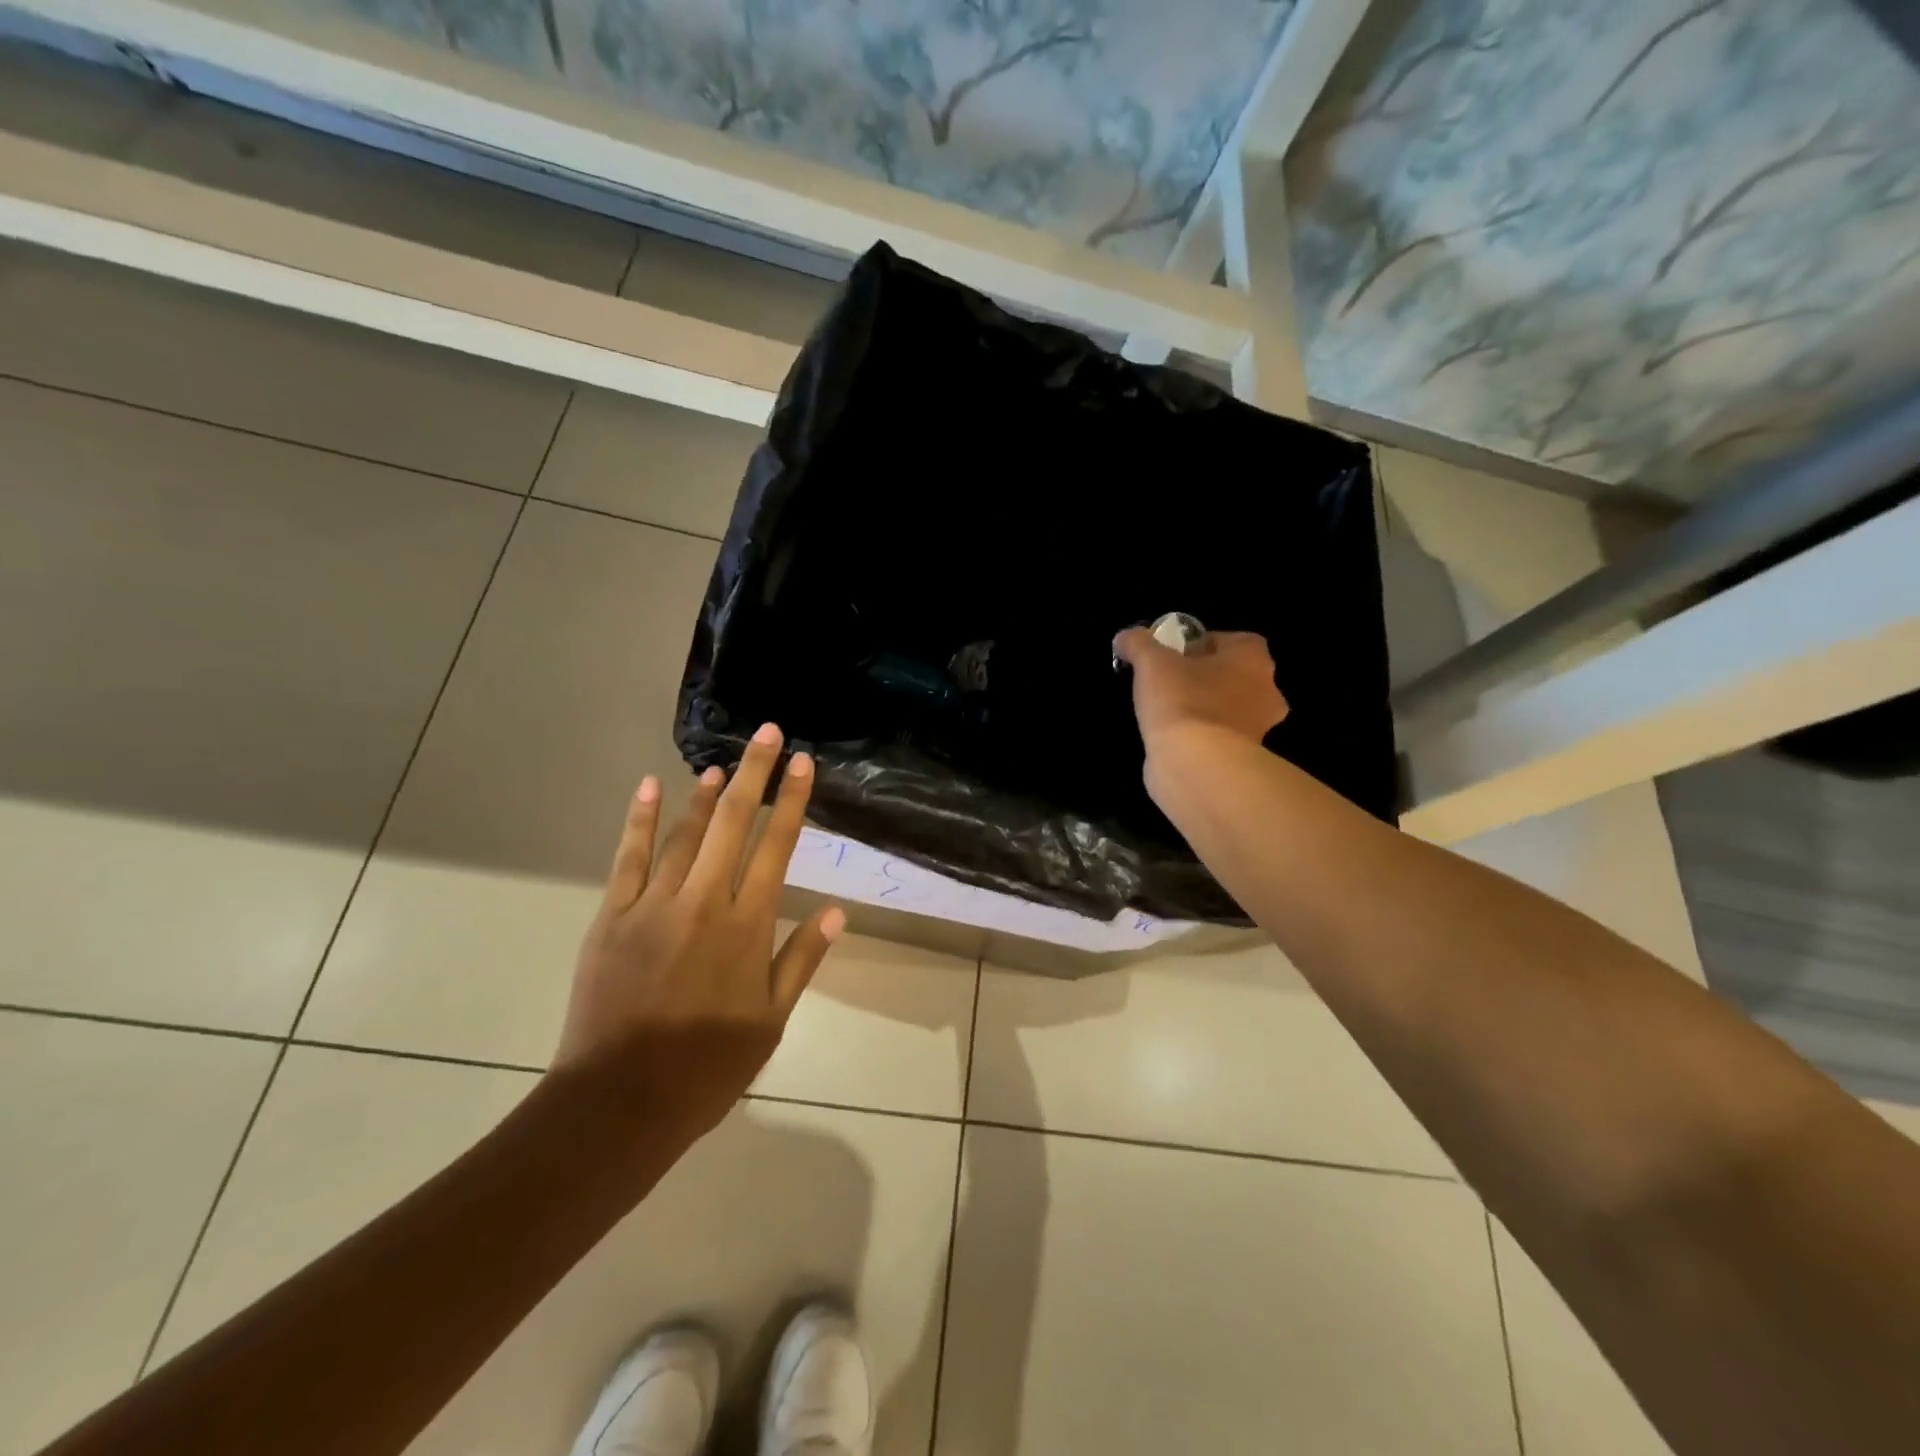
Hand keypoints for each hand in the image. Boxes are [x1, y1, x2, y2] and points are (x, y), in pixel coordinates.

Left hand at [554, 722, 844, 1140]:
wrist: (620, 1102)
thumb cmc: (707, 1066)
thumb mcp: (771, 1020)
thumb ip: (802, 959)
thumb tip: (837, 912)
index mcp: (747, 926)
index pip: (777, 848)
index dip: (792, 801)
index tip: (803, 763)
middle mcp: (705, 902)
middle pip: (734, 824)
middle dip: (754, 774)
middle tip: (769, 733)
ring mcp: (654, 905)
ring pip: (685, 833)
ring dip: (706, 794)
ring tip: (723, 763)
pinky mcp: (613, 916)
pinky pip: (628, 857)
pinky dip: (638, 819)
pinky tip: (648, 787)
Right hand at [1113, 628, 1287, 754]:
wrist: (1196, 765)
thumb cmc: (1182, 701)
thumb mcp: (1151, 662)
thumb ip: (1139, 643)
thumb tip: (1125, 637)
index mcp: (1254, 660)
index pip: (1235, 641)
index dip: (1204, 644)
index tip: (1175, 655)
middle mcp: (1266, 692)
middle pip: (1235, 676)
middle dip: (1206, 678)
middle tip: (1170, 682)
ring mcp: (1259, 730)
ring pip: (1229, 709)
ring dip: (1205, 709)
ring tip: (1167, 713)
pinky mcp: (1244, 760)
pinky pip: (1221, 738)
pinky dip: (1202, 737)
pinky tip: (1175, 740)